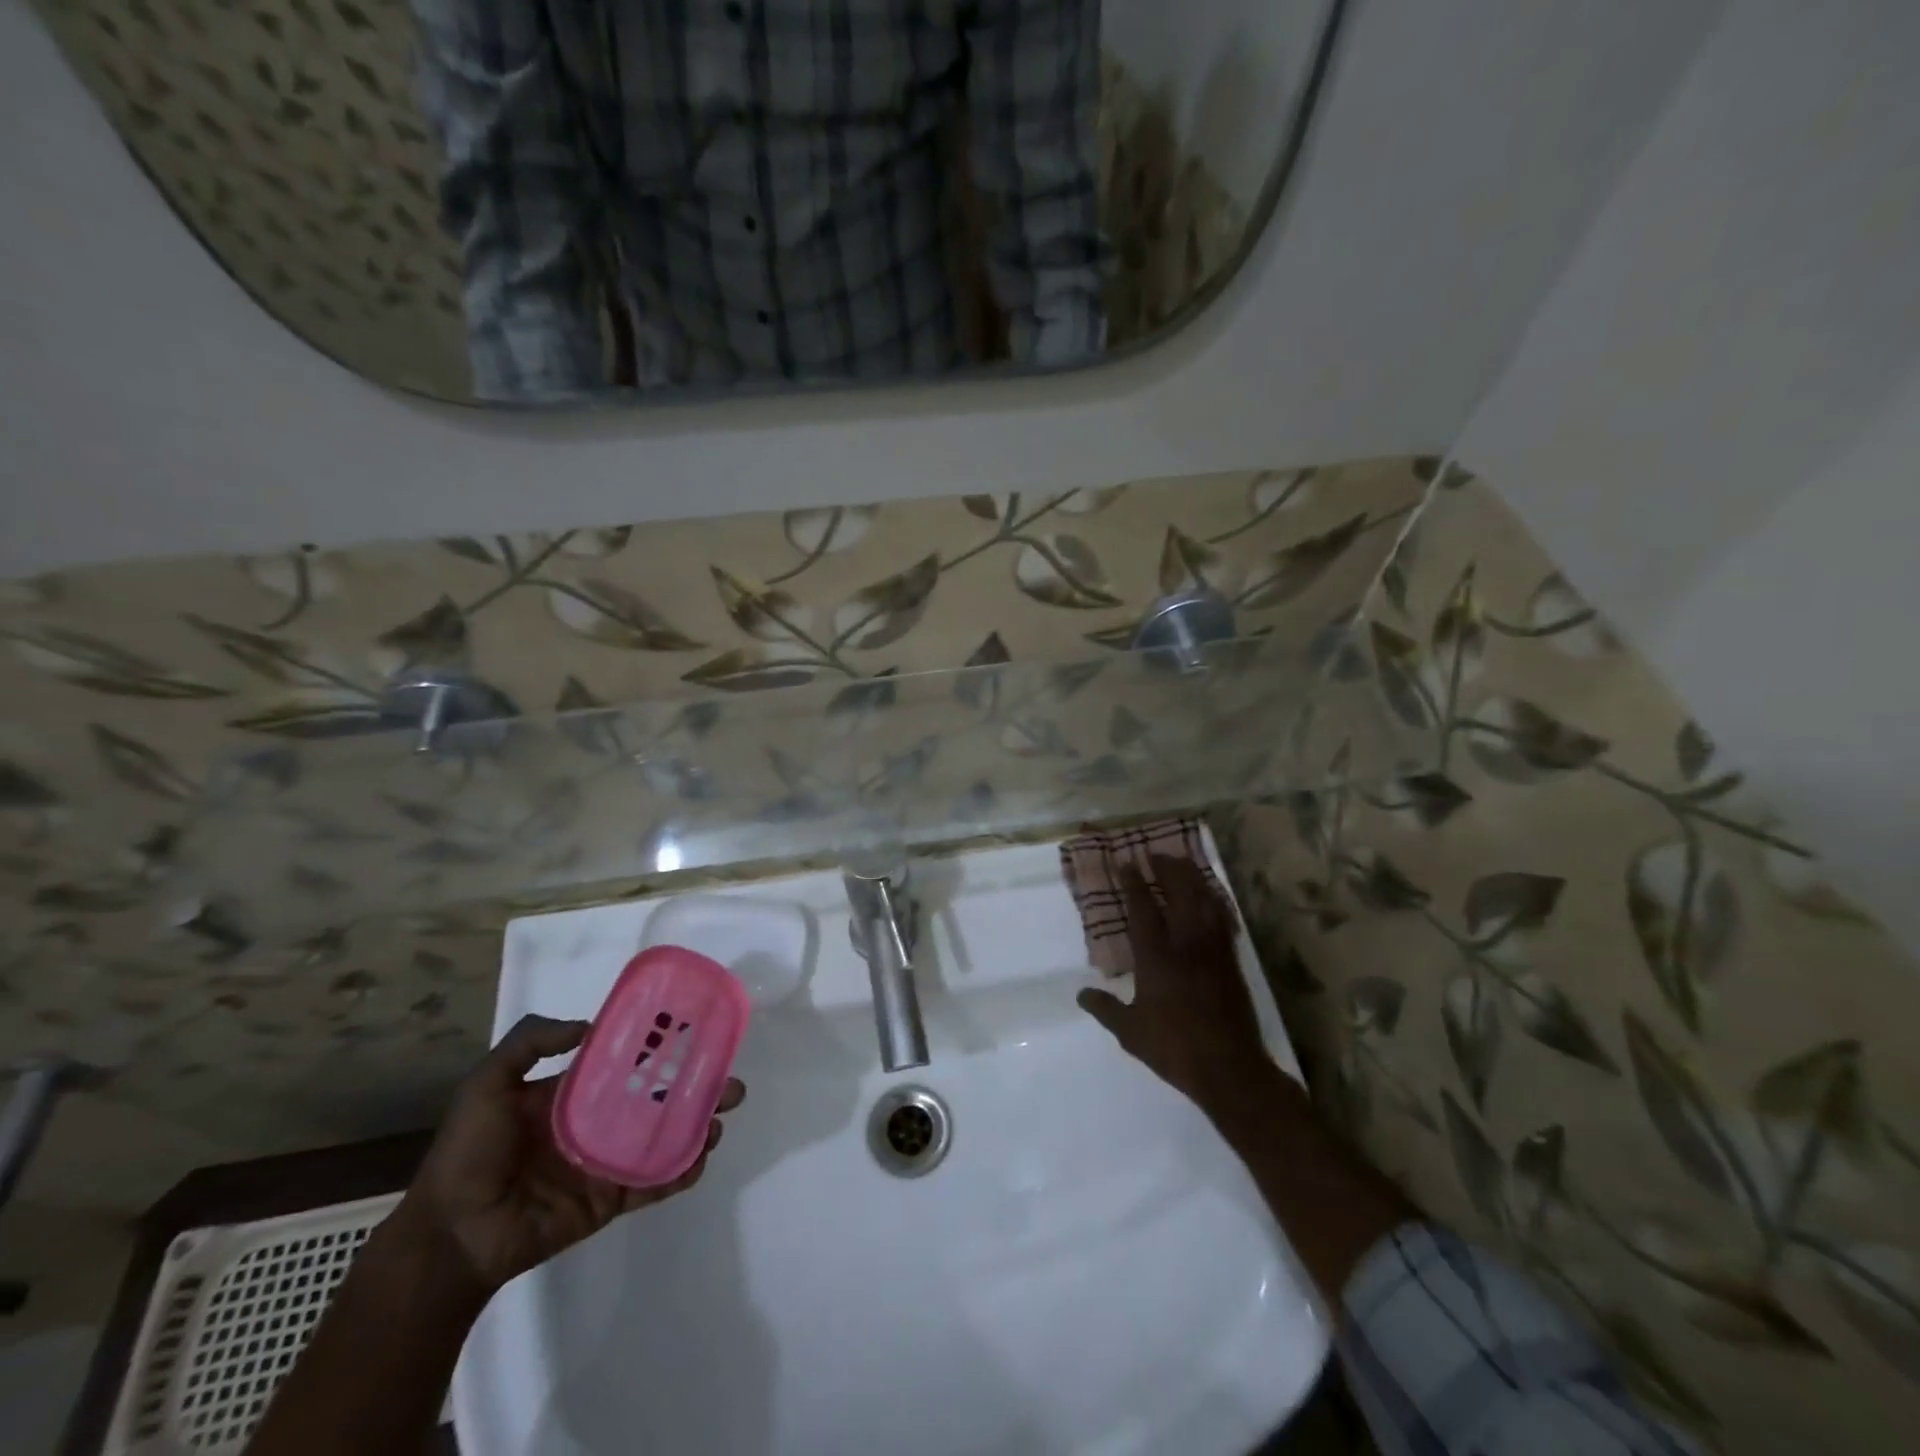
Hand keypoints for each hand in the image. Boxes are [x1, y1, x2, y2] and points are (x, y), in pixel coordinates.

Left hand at [396, 1014, 744, 1296]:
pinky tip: (699, 1159)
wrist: (450, 1237)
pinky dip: (680, 1173)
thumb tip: (590, 1025)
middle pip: (659, 1099)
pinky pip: (653, 1183)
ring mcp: (608, 1162)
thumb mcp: (486, 1084)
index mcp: (575, 1093)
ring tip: (718, 1119)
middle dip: (696, 1089)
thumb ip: (530, 1042)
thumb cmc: (468, 1154)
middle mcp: (599, 1122)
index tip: (697, 1036)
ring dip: (697, 1127)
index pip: (629, 1063)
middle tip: (729, 1084)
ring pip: (665, 1138)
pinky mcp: (610, 1199)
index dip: (662, 1049)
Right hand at [1076, 856, 1276, 1120]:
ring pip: (1205, 902)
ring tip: (1182, 863)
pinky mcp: (1231, 961)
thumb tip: (1082, 994)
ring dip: (1192, 878)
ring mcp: (1213, 951)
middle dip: (1167, 870)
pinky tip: (1210, 896)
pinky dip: (1214, 900)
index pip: (1143, 909)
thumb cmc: (1174, 1048)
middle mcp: (1186, 945)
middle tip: (1155, 854)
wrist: (1230, 1069)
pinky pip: (1223, 920)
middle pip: (1179, 894)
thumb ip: (1105, 1009)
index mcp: (1157, 958)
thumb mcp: (1131, 1032)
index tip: (1126, 862)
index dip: (1133, 883)